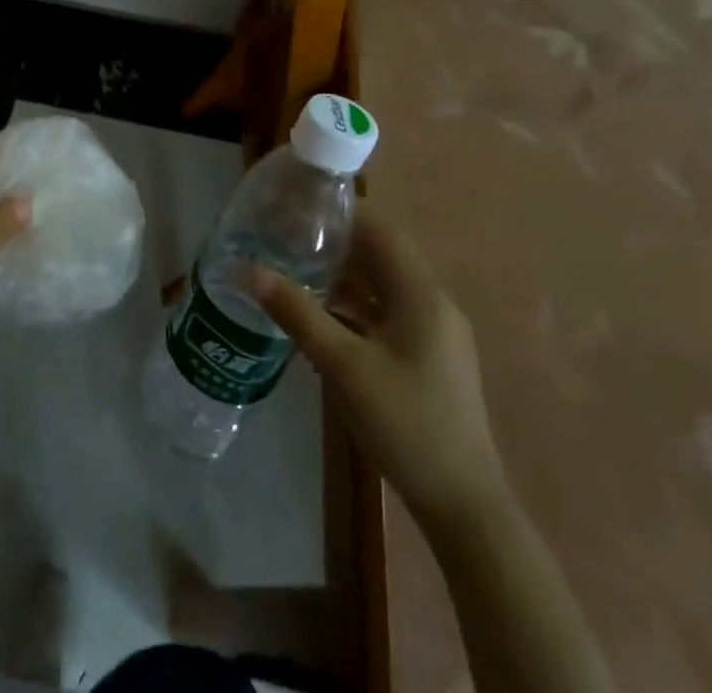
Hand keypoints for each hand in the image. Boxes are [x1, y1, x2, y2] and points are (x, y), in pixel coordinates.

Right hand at [250, 212, 507, 530]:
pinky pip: (387, 312)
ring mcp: (434, 332)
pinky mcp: (428, 356)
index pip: (381, 230)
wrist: (463, 505)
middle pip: (381, 255)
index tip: (298, 206)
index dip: (341, 212)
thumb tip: (248, 270)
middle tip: (286, 236)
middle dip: (335, 243)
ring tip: (294, 268)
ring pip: (382, 285)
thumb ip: (297, 312)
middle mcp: (432, 303)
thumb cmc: (404, 423)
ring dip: (343, 275)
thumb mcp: (343, 365)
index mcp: (421, 294)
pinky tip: (321, 315)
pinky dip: (355, 305)